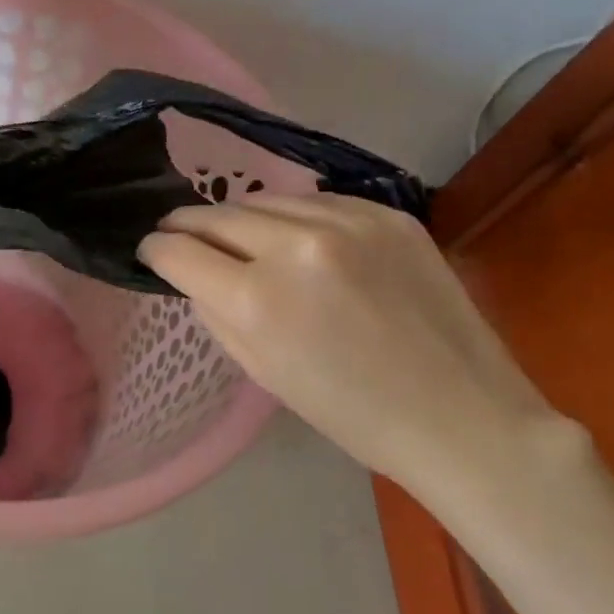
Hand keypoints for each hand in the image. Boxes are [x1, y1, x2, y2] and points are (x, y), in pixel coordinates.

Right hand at [137, 194, 568, 495]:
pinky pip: (316, 201)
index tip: (151, 250)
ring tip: (237, 236)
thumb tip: (193, 273)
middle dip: (188, 225)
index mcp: (257, 299)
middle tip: (179, 234)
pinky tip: (297, 238)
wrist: (461, 414)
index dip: (156, 249)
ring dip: (241, 218)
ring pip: (264, 200)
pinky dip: (294, 217)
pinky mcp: (388, 213)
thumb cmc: (350, 413)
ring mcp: (348, 221)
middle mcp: (296, 245)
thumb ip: (216, 312)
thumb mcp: (261, 371)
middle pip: (216, 215)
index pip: (179, 250)